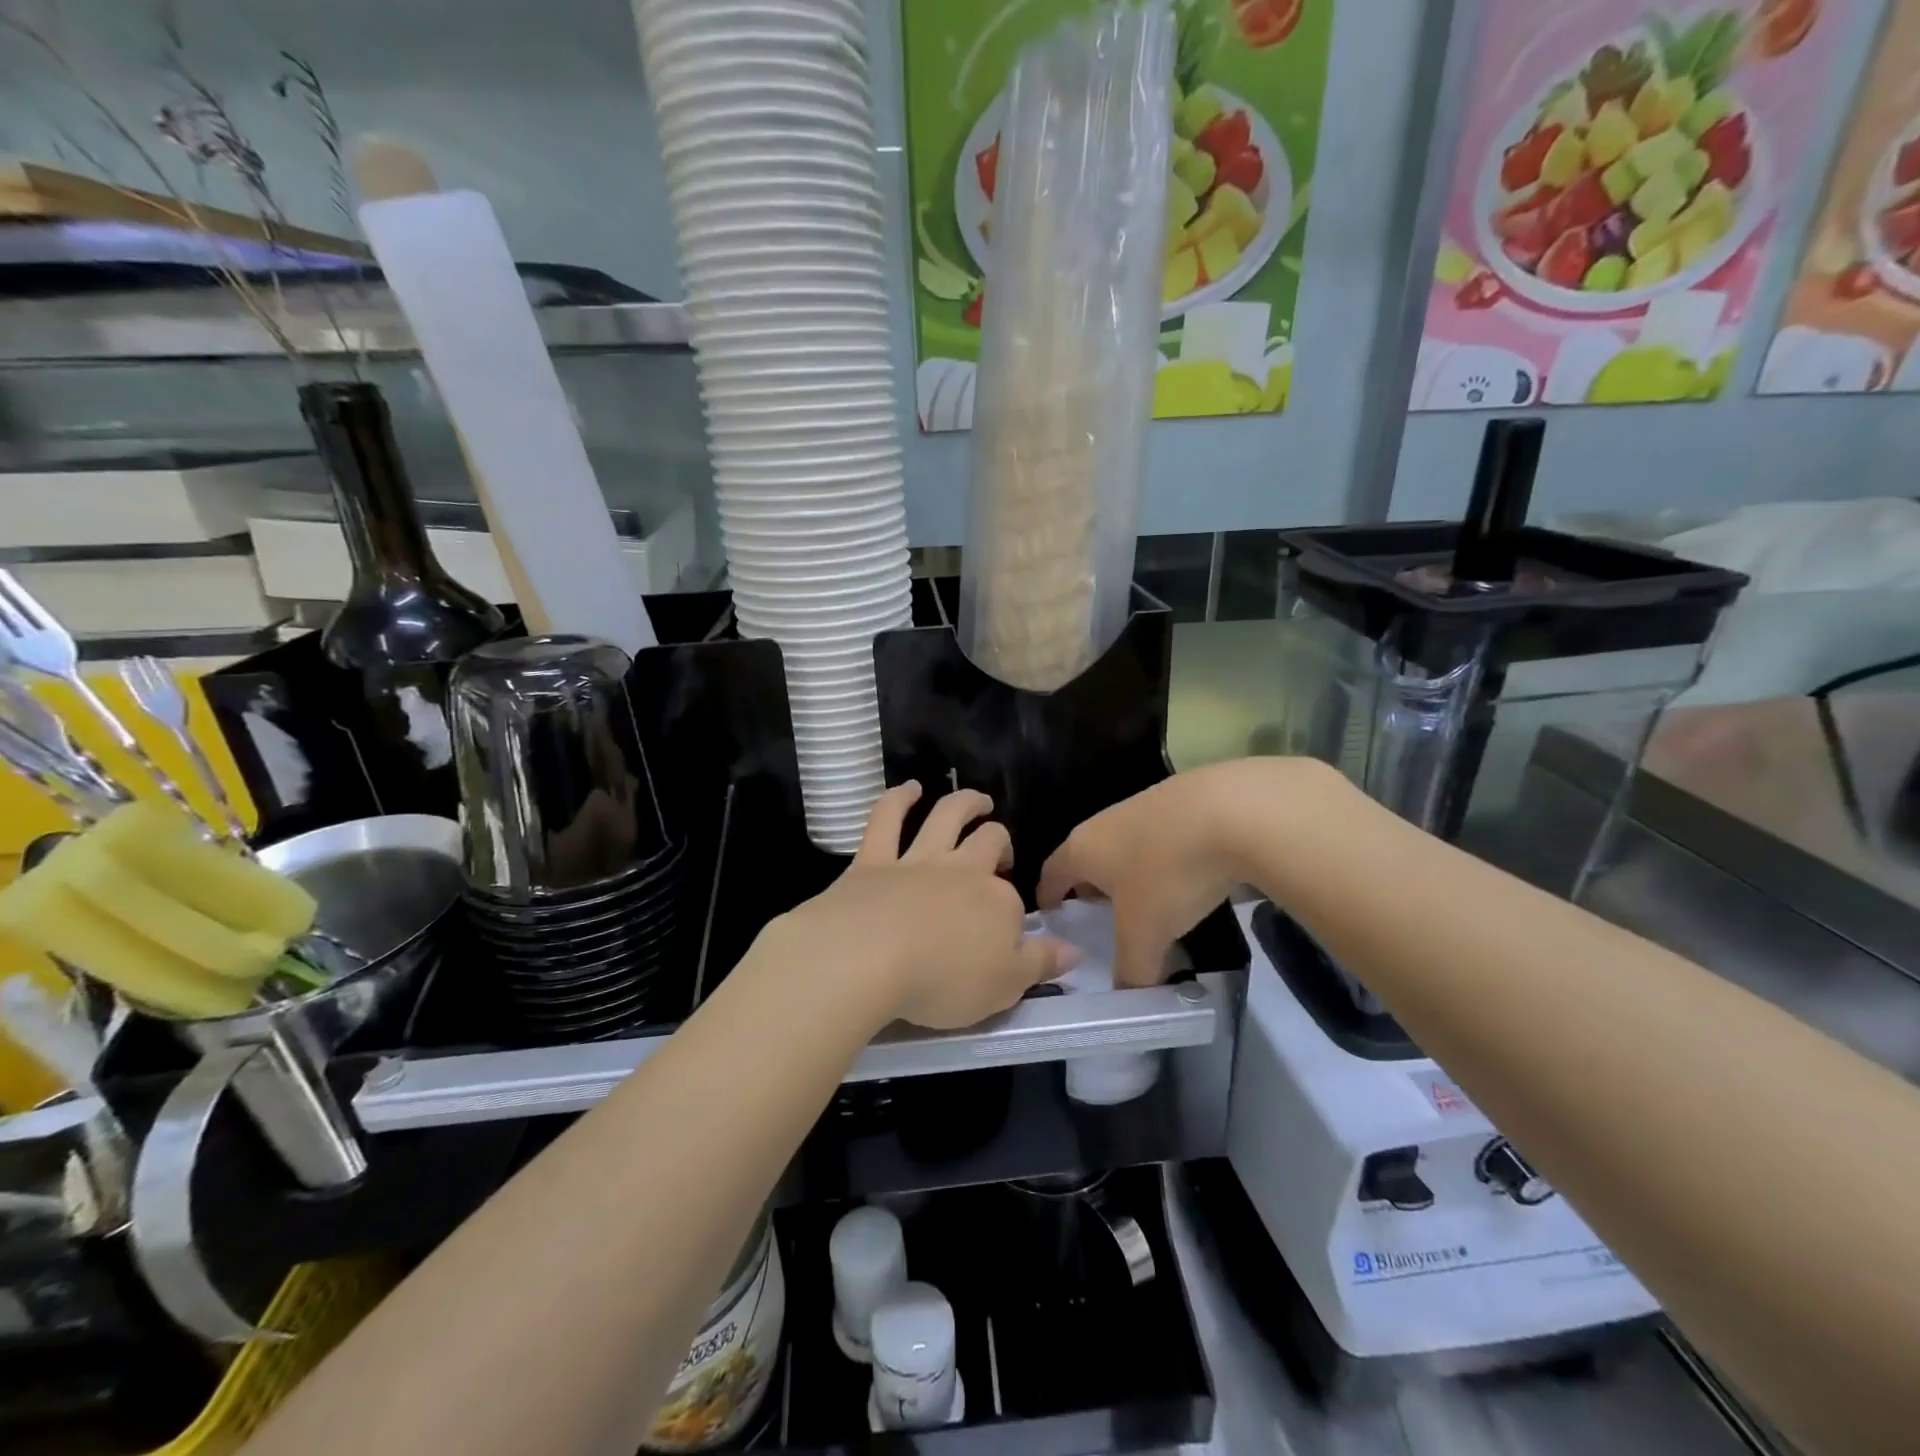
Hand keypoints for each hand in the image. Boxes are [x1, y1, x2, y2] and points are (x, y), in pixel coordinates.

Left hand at [763, 784, 1071, 1030]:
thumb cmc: (942, 981)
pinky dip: (898, 799)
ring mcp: (917, 860)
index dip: (1012, 912)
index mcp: (997, 902)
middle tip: (999, 846)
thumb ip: (1040, 965)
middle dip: (998, 838)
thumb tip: (1074, 950)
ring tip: (976, 800)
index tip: (1008, 931)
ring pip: (947, 817)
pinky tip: (909, 789)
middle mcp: (962, 871)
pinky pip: (888, 818)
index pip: (1013, 901)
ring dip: (964, 803)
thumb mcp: (1004, 987)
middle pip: (988, 841)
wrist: (867, 957)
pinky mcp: (873, 859)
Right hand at [1038, 758, 1330, 985]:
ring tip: (1151, 904)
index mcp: (1082, 849)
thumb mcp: (1147, 934)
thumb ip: (1132, 970)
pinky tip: (1189, 878)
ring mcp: (1142, 805)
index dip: (1048, 901)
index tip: (1054, 923)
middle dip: (1091, 890)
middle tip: (1105, 923)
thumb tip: (1129, 997)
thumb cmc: (1170, 873)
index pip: (1050, 875)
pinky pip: (1160, 837)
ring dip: (1130, 874)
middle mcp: (1103, 822)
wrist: (1235, 809)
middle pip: (1086, 859)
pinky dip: (1164, 859)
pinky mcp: (1181, 799)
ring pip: (1124, 846)